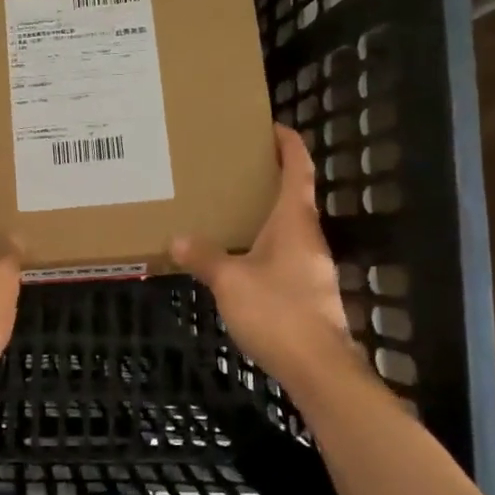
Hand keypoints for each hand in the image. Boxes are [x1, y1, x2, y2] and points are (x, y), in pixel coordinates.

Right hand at [171, 124, 366, 390]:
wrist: (318, 369)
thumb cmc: (277, 311)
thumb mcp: (230, 281)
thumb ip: (204, 257)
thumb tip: (176, 239)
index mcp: (294, 222)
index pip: (298, 170)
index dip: (290, 145)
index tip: (274, 126)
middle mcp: (308, 238)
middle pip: (295, 196)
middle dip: (271, 177)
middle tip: (237, 166)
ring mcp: (311, 267)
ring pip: (289, 228)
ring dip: (267, 213)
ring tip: (231, 208)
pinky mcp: (308, 293)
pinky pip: (284, 254)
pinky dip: (264, 244)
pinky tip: (240, 257)